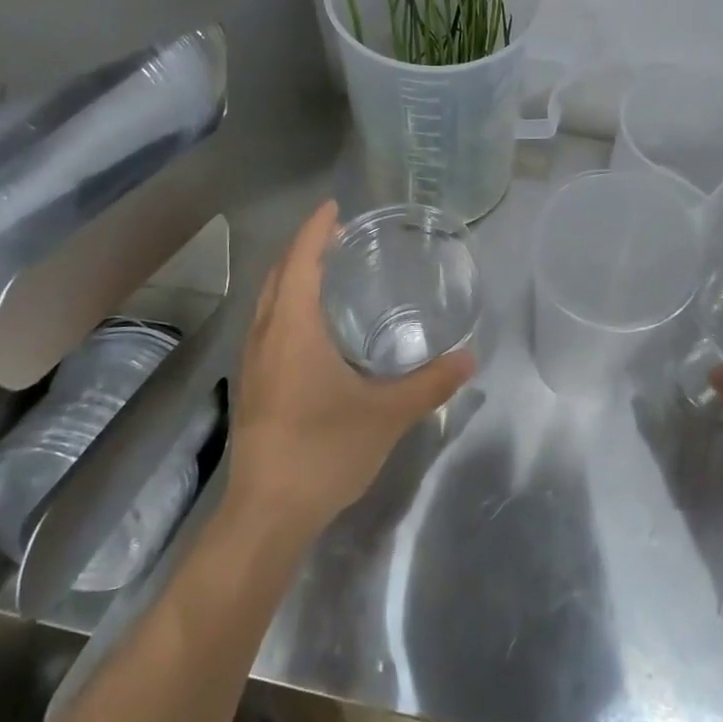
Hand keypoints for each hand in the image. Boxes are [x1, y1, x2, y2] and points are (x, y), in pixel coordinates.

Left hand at [225, 200, 475, 542]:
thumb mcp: (386, 415)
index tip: (334, 207)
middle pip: (279, 275)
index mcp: (293, 329)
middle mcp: (266, 335)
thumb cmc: (324, 451)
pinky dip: (287, 305)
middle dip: (305, 248)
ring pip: (268, 301)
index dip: (315, 229)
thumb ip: (430, 384)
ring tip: (327, 272)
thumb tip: (469, 357)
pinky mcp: (253, 386)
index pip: (301, 261)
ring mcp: (254, 362)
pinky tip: (312, 328)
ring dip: (292, 277)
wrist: (266, 515)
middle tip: (339, 237)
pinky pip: (267, 325)